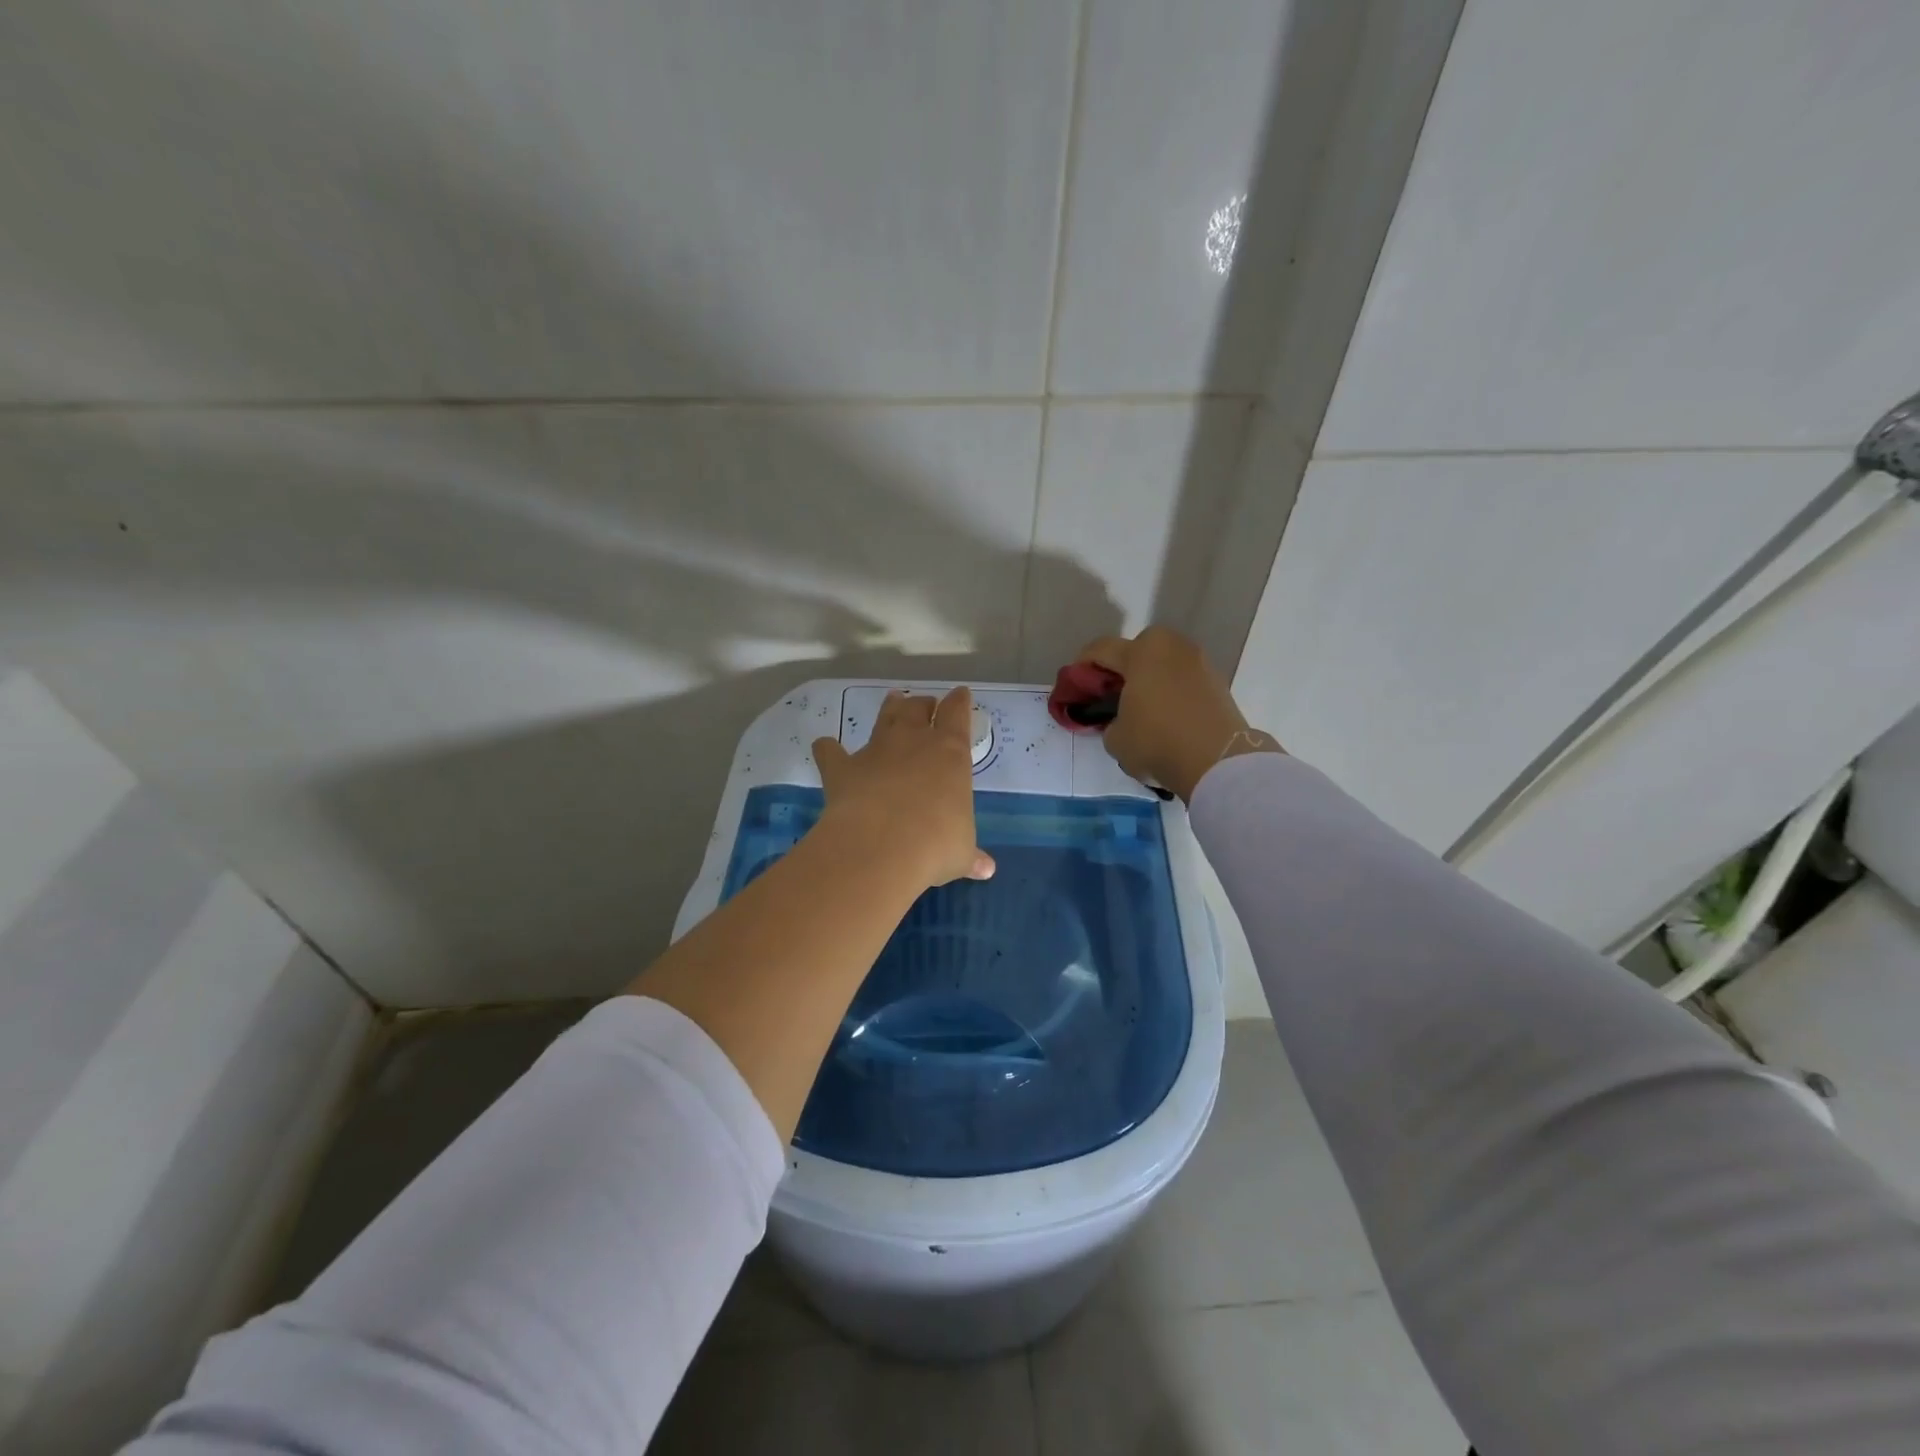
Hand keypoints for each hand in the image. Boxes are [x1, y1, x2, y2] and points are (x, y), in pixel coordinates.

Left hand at [811, 687, 994, 888]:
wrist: (881, 846)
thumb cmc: (935, 845)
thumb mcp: (960, 853)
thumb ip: (971, 856)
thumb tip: (986, 870)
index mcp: (950, 753)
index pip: (958, 715)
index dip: (960, 703)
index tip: (961, 694)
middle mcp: (914, 742)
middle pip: (918, 709)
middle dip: (924, 704)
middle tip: (926, 704)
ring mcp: (876, 751)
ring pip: (885, 718)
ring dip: (890, 708)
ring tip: (893, 700)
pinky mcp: (843, 768)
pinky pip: (831, 751)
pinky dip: (828, 749)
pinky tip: (825, 747)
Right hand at [1076, 627, 1281, 800]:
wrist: (1218, 762)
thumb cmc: (1156, 742)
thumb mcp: (1115, 738)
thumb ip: (1109, 721)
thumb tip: (1120, 720)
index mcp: (1141, 652)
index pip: (1101, 649)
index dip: (1082, 666)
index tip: (1075, 685)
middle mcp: (1172, 647)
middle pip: (1137, 649)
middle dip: (1122, 667)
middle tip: (1111, 694)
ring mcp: (1199, 662)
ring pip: (1163, 662)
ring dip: (1149, 678)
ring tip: (1141, 708)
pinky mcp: (1217, 681)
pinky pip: (1183, 678)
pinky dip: (1171, 690)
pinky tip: (1165, 715)